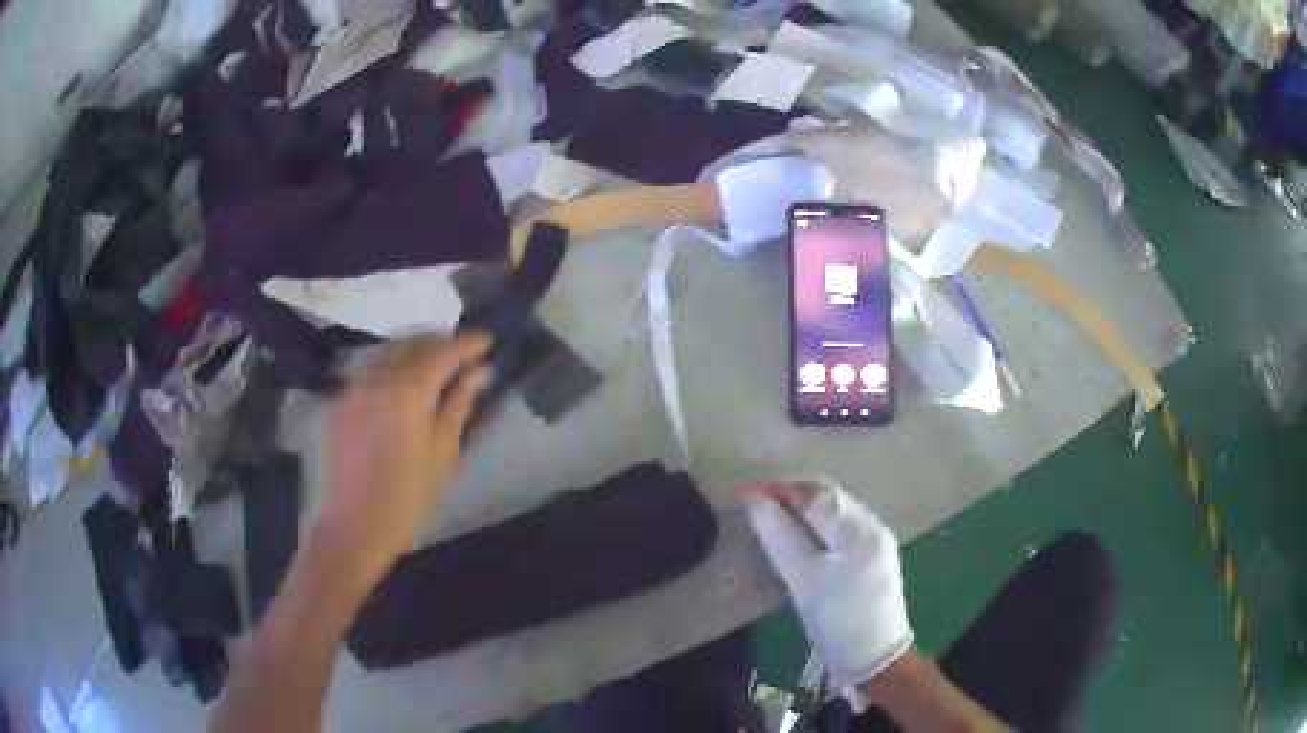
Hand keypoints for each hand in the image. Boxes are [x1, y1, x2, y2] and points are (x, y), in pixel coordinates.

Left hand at [315, 335, 492, 579]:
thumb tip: (481, 371)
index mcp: (408, 391)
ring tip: (437, 363)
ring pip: (389, 353)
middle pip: (413, 345)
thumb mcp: (443, 454)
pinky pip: (371, 370)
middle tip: (465, 353)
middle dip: (441, 343)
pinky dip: (393, 366)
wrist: (355, 527)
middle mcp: (378, 378)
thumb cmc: (408, 498)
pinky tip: (403, 382)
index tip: (488, 341)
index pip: (443, 352)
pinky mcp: (341, 402)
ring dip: (415, 350)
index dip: (467, 343)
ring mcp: (354, 388)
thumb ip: (459, 405)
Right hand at [743, 480, 913, 686]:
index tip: (740, 497)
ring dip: (801, 509)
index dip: (775, 491)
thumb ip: (781, 536)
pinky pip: (840, 528)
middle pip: (826, 497)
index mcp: (858, 528)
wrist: (877, 658)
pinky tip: (799, 538)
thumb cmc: (838, 621)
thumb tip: (756, 502)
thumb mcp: (805, 580)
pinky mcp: (874, 557)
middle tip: (752, 505)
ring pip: (833, 512)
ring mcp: (875, 541)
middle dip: (787, 496)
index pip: (812, 494)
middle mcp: (871, 525)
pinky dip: (815, 525)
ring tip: (769, 518)